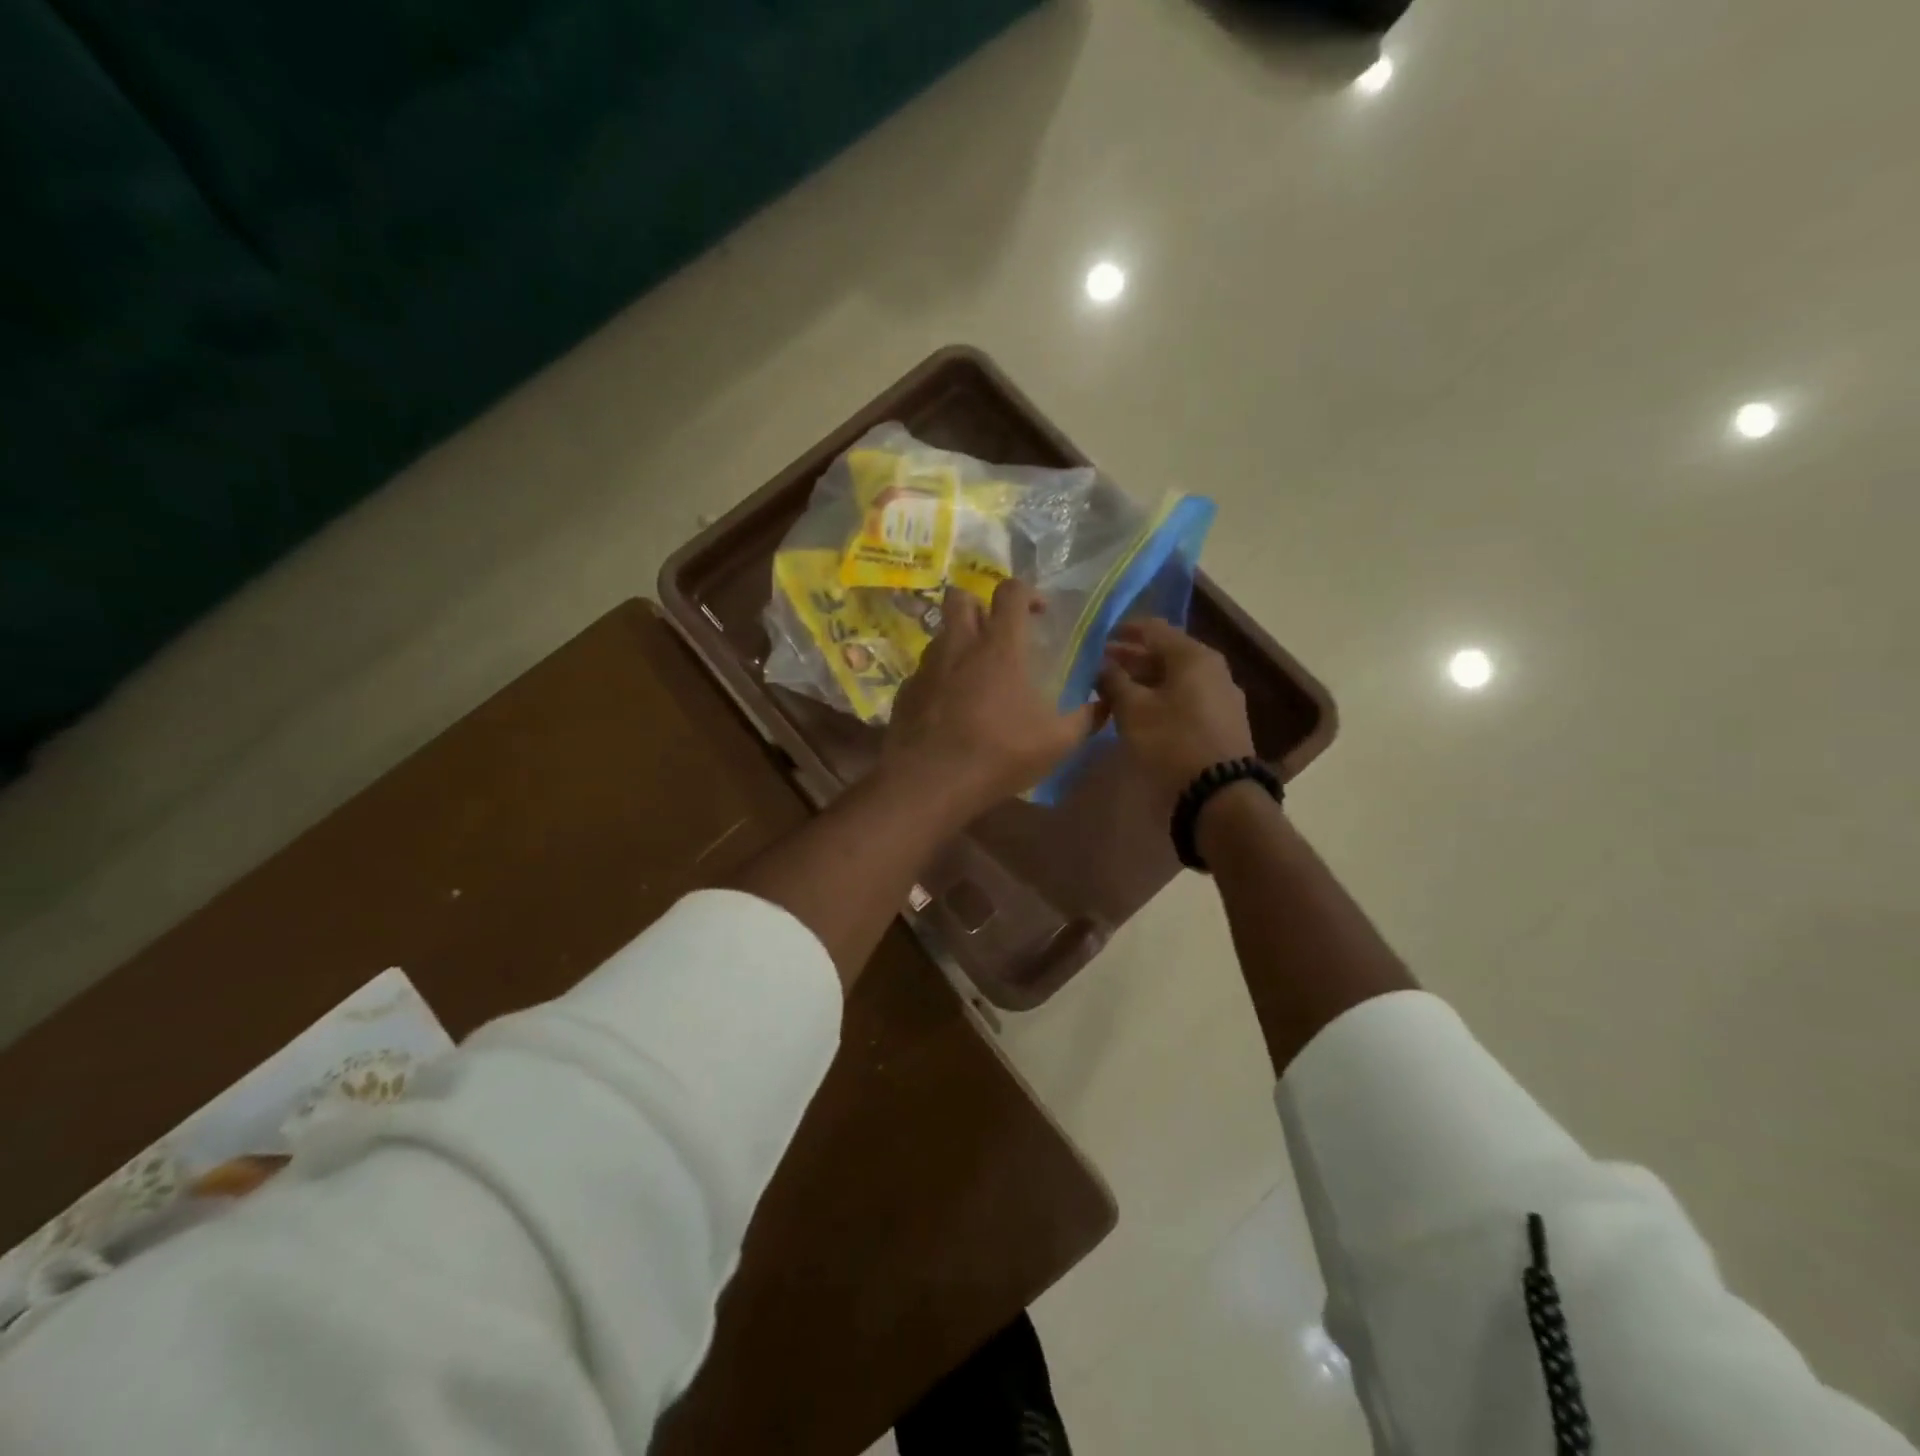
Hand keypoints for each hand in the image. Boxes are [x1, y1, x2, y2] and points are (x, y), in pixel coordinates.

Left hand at [884, 579, 1099, 816]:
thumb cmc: (1000, 753)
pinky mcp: (905, 691)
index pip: (1010, 592)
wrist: (931, 782)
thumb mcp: (1057, 742)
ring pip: (940, 634)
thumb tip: (1104, 703)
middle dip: (980, 605)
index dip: (1027, 593)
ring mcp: (927, 666)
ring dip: (958, 643)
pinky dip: (939, 679)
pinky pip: (924, 672)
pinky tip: (950, 707)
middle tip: (997, 634)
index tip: (1039, 613)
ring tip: (974, 674)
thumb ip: (1086, 718)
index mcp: (999, 646)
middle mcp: (959, 645)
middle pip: (960, 597)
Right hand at [1097, 618, 1255, 802]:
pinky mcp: (1223, 721)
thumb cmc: (1172, 743)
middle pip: (1165, 653)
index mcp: (1193, 656)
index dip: (1122, 631)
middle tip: (1099, 668)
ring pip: (1175, 677)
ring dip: (1144, 680)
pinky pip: (1186, 697)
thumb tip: (1101, 664)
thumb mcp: (1133, 710)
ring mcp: (1222, 695)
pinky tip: (1142, 712)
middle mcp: (1213, 668)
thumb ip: (1114, 681)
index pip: (1152, 628)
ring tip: (1114, 692)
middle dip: (1130, 659)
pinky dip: (1161, 697)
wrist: (1220, 794)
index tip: (1097, 639)